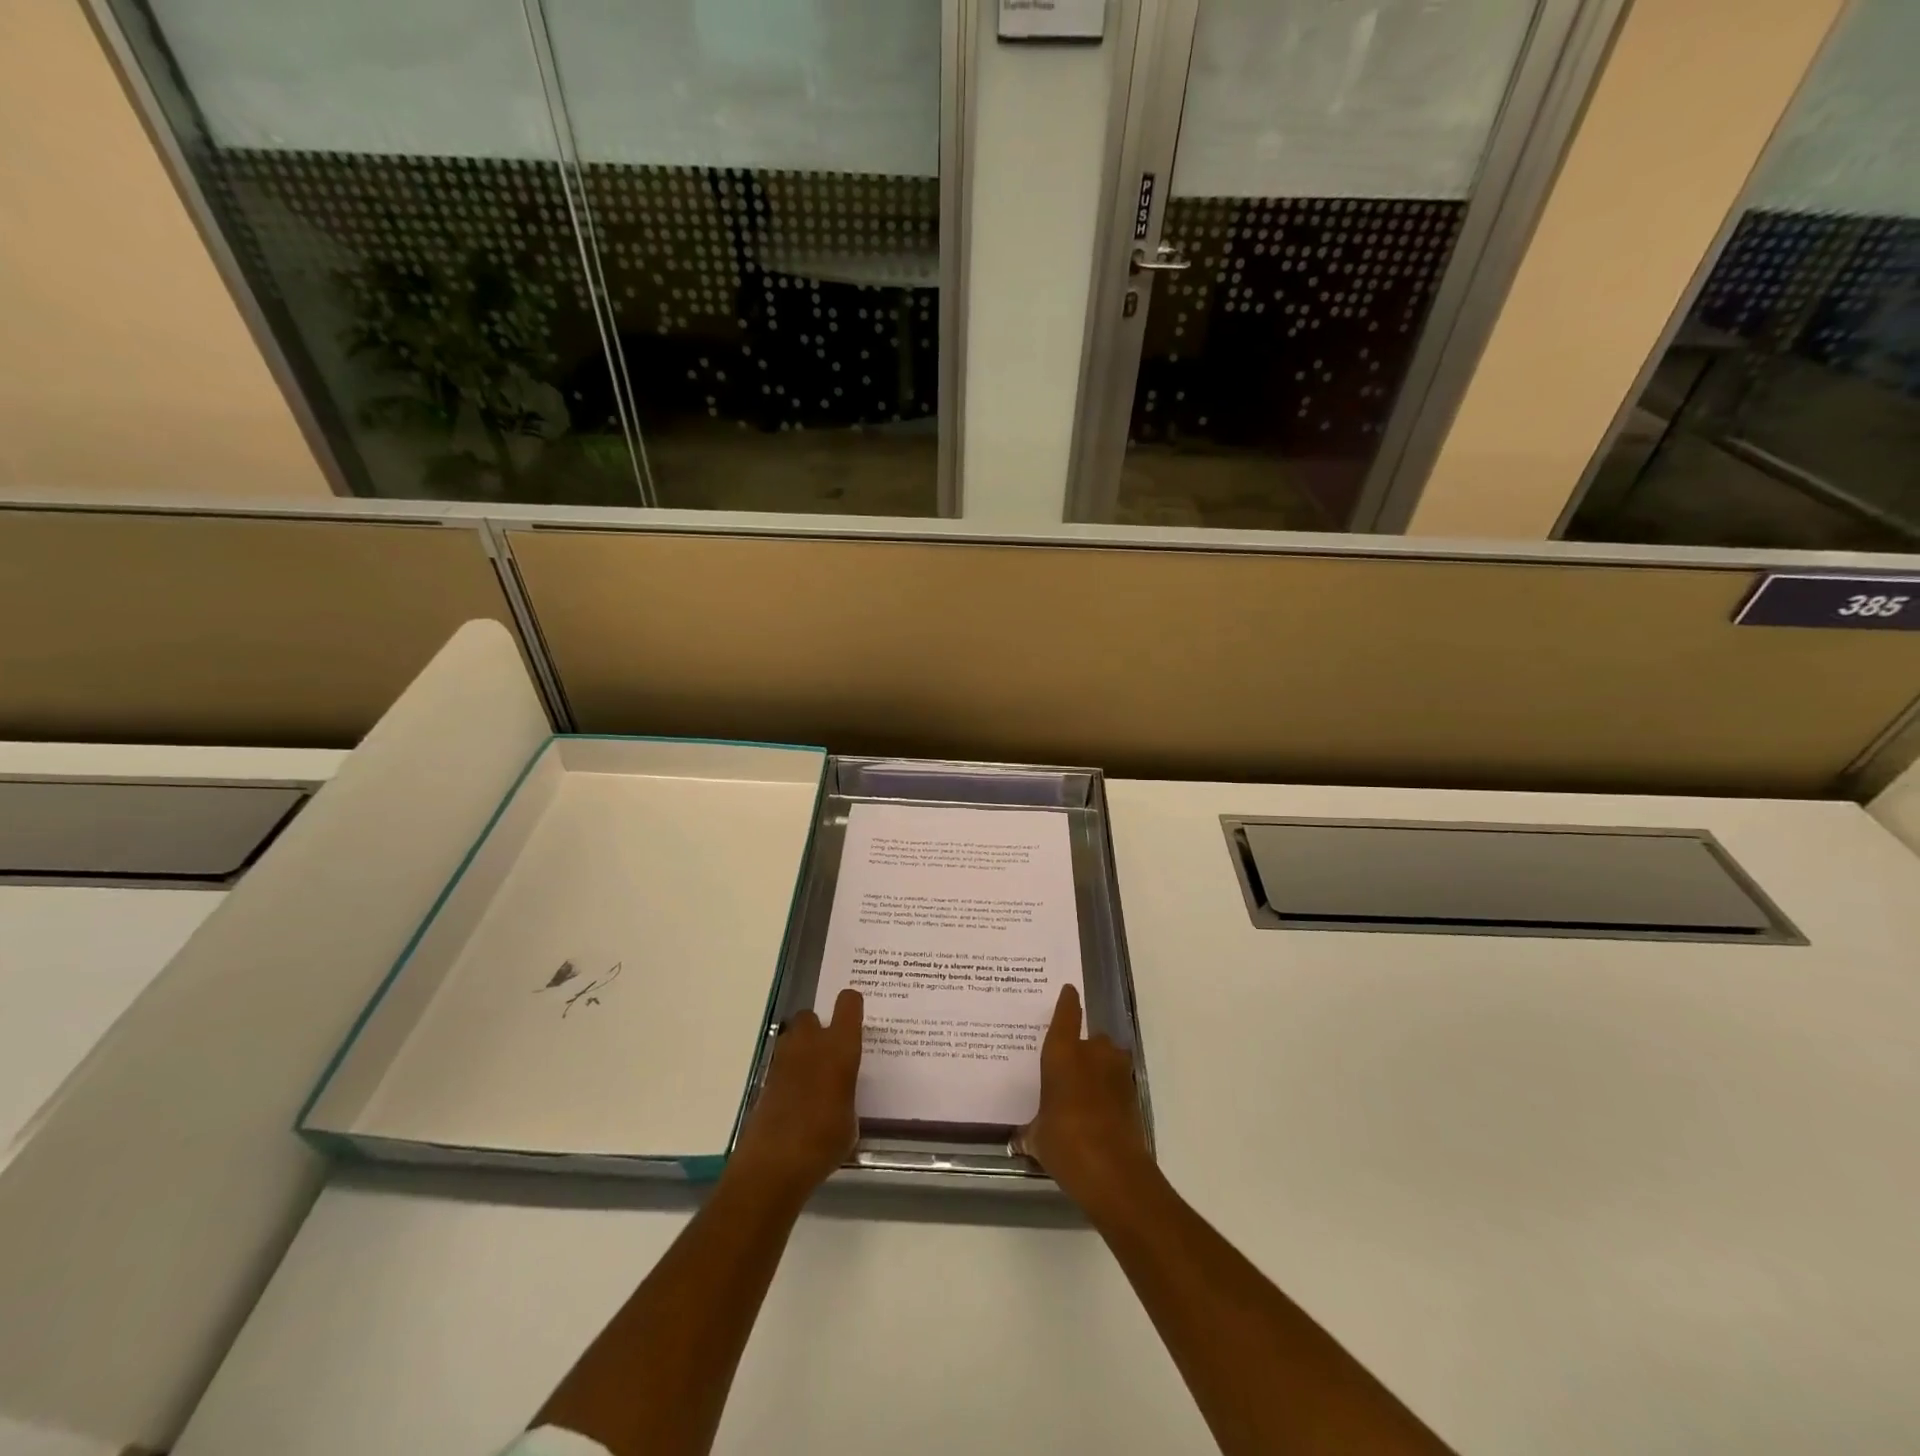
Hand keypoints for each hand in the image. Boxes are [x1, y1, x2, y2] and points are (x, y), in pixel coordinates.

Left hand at [729, 988, 863, 1199]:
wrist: (773, 1164)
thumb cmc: (824, 1140)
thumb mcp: (851, 1121)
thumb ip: (847, 1096)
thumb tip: (840, 1096)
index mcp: (839, 1047)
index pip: (848, 1004)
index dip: (852, 1006)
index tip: (856, 1019)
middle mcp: (810, 1044)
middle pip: (811, 1015)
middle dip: (819, 1028)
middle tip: (830, 1052)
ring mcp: (783, 1061)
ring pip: (792, 1037)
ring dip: (802, 1048)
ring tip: (814, 1076)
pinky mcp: (765, 1081)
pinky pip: (782, 1064)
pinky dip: (789, 1074)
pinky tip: (799, 1100)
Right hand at [1013, 983, 1153, 1211]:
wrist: (1113, 1170)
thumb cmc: (1065, 1141)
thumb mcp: (1037, 1138)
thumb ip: (1029, 1132)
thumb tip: (1019, 1140)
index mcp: (1062, 1053)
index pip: (1066, 1015)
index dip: (1067, 1002)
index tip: (1069, 991)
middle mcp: (1092, 1053)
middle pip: (1090, 1039)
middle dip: (1083, 1050)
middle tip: (1068, 1069)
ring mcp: (1117, 1072)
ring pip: (1108, 1059)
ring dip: (1100, 1069)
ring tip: (1085, 1092)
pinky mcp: (1134, 1094)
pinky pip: (1117, 1082)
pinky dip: (1109, 1091)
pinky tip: (1098, 1111)